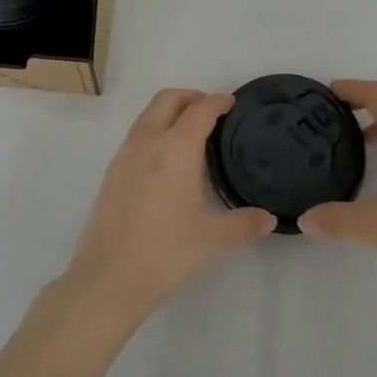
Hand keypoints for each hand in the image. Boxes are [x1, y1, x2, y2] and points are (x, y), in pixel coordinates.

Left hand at [62, 89, 275, 324]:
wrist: (108, 279)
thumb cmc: (166, 252)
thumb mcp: (213, 239)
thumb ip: (245, 223)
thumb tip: (268, 218)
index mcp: (175, 149)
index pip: (200, 110)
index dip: (218, 101)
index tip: (232, 102)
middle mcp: (147, 142)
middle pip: (167, 100)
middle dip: (191, 97)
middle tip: (212, 111)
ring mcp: (124, 155)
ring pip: (148, 115)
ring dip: (170, 112)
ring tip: (191, 134)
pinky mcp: (111, 173)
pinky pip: (136, 136)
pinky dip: (155, 131)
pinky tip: (166, 161)